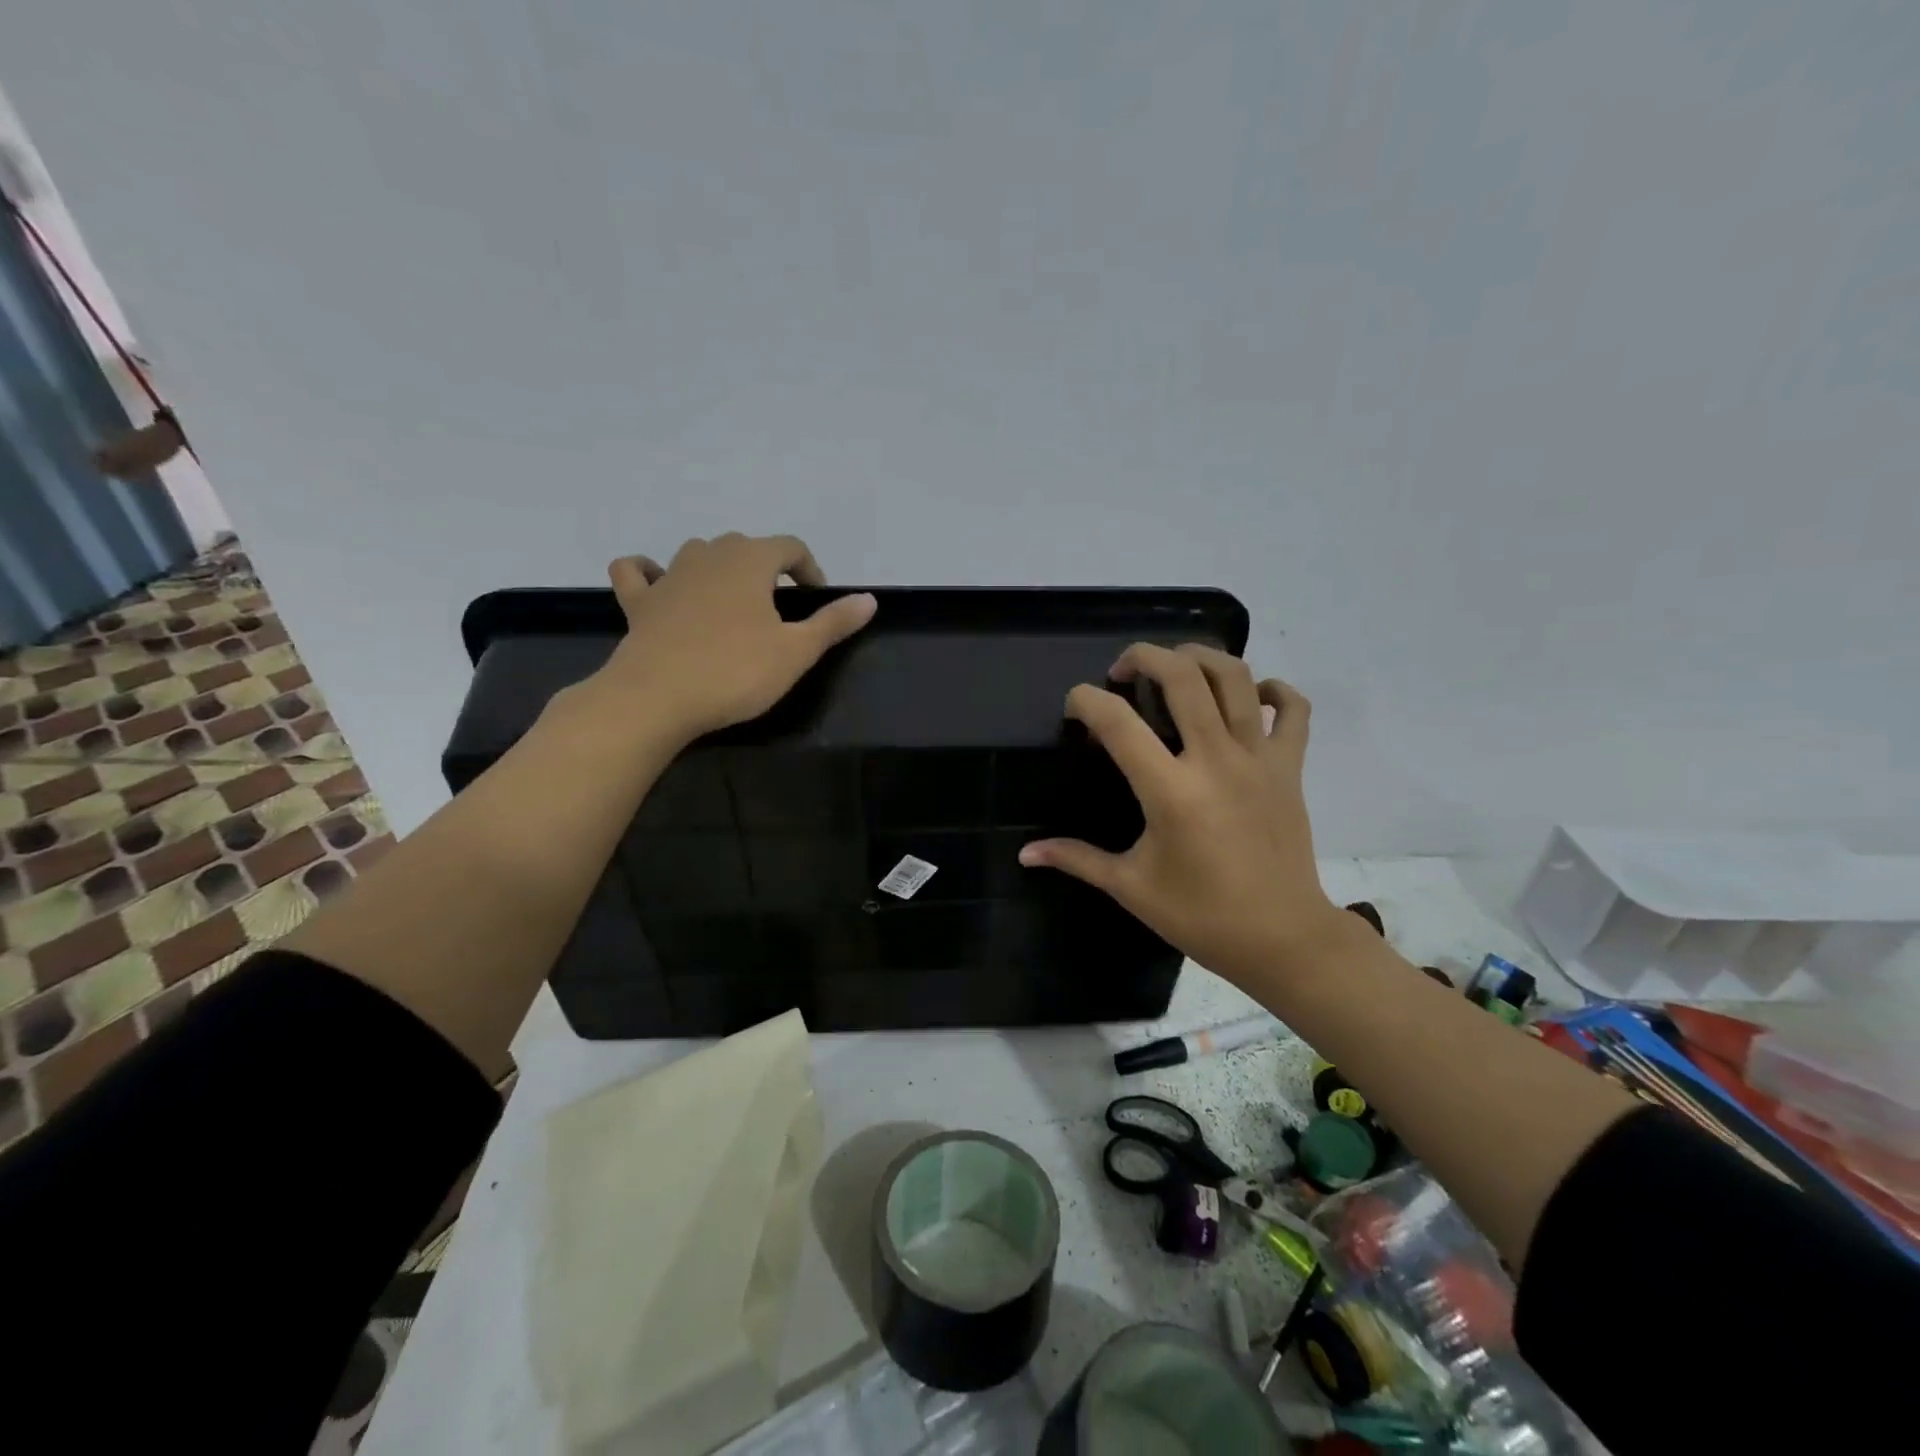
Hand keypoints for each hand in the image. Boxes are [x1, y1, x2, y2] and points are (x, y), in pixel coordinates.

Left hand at [592, 533, 875, 743]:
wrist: (657, 698)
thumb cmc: (735, 672)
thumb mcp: (796, 652)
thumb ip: (833, 622)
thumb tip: (869, 599)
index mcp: (750, 561)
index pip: (790, 547)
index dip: (810, 570)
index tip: (816, 602)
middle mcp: (708, 556)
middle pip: (745, 547)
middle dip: (767, 569)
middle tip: (779, 609)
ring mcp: (668, 576)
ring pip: (698, 553)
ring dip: (719, 568)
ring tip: (733, 603)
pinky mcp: (638, 602)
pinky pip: (637, 573)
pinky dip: (648, 573)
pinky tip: (659, 585)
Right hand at [1018, 643, 1342, 981]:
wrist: (1283, 939)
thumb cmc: (1202, 916)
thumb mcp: (1131, 887)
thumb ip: (1077, 859)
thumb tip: (1026, 854)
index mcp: (1171, 791)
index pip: (1118, 722)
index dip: (1087, 702)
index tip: (1075, 708)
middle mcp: (1215, 760)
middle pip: (1182, 676)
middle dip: (1145, 657)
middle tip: (1123, 671)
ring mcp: (1259, 758)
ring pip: (1236, 678)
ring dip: (1200, 657)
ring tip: (1177, 665)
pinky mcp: (1291, 767)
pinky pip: (1293, 710)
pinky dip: (1274, 691)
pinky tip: (1252, 696)